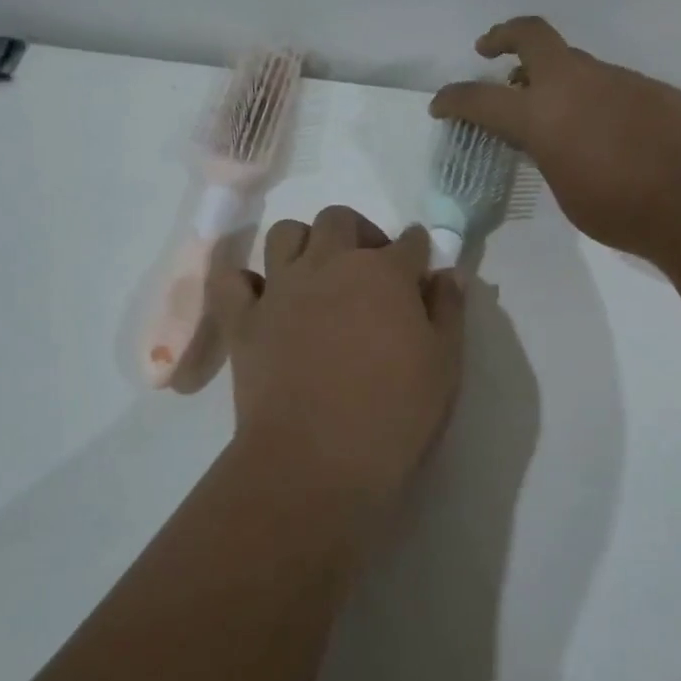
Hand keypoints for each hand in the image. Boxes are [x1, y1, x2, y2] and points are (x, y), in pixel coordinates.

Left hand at [209, 206, 465, 509]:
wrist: (316, 460)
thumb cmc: (394, 414)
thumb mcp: (444, 365)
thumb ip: (448, 311)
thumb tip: (447, 274)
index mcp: (384, 273)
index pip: (410, 242)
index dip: (418, 252)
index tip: (419, 269)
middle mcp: (329, 265)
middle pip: (340, 220)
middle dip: (359, 233)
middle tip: (369, 270)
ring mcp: (281, 288)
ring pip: (285, 233)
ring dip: (304, 243)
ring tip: (316, 276)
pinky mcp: (243, 319)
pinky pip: (231, 279)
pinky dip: (244, 280)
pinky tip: (261, 297)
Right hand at [430, 17, 680, 261]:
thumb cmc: (622, 208)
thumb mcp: (566, 190)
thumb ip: (548, 155)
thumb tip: (549, 140)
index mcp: (542, 113)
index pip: (481, 99)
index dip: (453, 99)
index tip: (440, 104)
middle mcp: (575, 83)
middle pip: (531, 35)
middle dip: (502, 36)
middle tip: (489, 50)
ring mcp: (617, 78)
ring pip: (575, 63)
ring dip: (554, 78)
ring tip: (554, 112)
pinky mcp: (650, 87)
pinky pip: (609, 84)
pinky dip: (593, 98)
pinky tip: (606, 131)